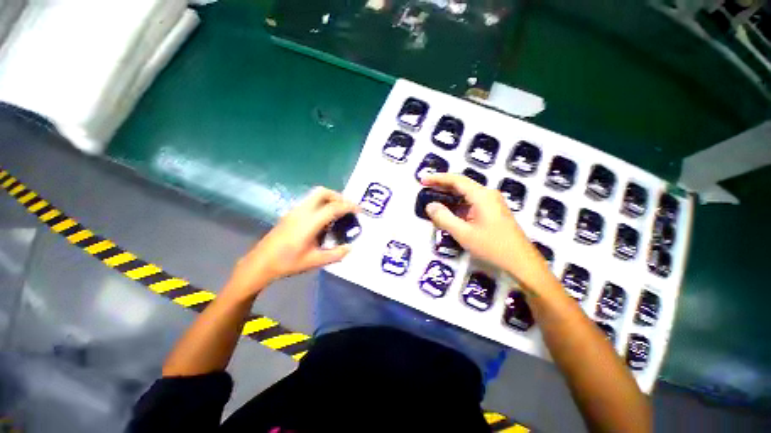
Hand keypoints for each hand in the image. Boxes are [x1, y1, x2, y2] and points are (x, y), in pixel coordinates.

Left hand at [225, 187, 356, 296]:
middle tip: (347, 208)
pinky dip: (321, 203)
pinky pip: (310, 201)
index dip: (349, 206)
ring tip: (338, 212)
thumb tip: (350, 247)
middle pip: (322, 192)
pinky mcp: (290, 213)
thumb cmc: (288, 263)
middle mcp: (302, 211)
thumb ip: (335, 254)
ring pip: (315, 195)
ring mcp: (294, 211)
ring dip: (329, 199)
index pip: (333, 207)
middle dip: (338, 196)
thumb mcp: (315, 261)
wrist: (260, 263)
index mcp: (309, 222)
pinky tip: (324, 219)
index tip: (359, 210)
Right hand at [422, 173, 547, 279]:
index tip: (423, 180)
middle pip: (461, 185)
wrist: (521, 263)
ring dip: (450, 198)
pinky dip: (458, 207)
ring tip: (434, 200)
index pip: (456, 180)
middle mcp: (488, 195)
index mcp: (482, 196)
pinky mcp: (492, 213)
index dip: (438, 178)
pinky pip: (471, 205)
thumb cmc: (492, 247)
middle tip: (425, 189)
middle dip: (442, 186)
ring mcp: (492, 204)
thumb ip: (444, 218)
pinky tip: (449, 213)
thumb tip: (430, 206)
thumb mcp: (464, 234)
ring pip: (466, 196)